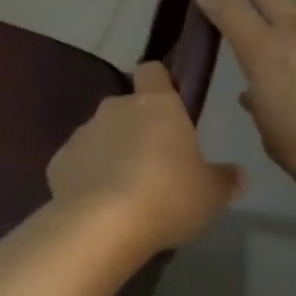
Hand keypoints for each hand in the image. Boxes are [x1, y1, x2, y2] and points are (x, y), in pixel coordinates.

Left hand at [46, 62, 242, 253]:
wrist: (102, 225)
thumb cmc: (167, 197)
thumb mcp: (211, 195)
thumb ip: (225, 179)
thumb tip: (237, 174)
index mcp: (156, 104)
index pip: (153, 71)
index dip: (160, 83)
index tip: (169, 106)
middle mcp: (116, 108)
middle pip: (127, 107)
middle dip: (137, 129)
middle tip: (154, 165)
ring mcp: (83, 132)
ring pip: (101, 135)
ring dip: (111, 153)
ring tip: (125, 192)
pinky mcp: (59, 160)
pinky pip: (79, 162)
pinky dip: (87, 177)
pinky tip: (99, 206)